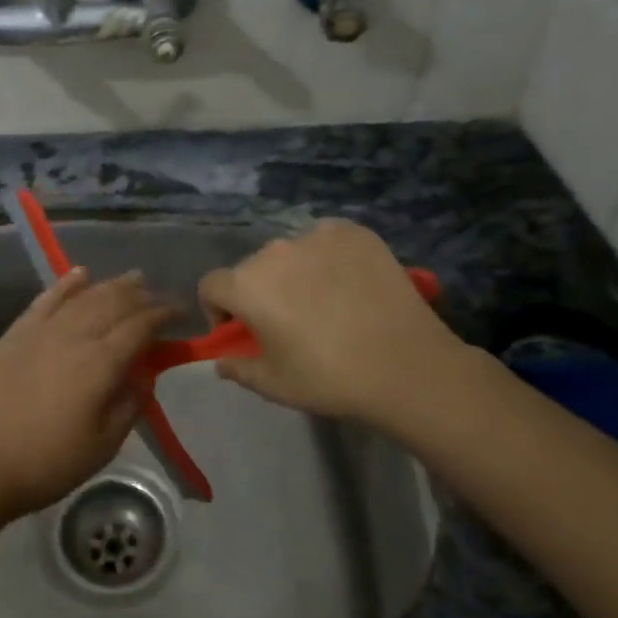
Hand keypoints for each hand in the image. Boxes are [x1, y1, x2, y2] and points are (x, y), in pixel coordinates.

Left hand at [0, 268, 178, 520]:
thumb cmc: (47, 462)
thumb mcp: (103, 445)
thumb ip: (129, 404)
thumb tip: (145, 373)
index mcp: (100, 363)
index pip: (141, 327)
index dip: (164, 315)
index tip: (182, 312)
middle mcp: (75, 335)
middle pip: (115, 304)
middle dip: (143, 296)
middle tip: (160, 296)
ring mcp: (42, 330)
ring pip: (85, 296)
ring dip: (113, 285)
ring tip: (134, 278)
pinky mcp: (17, 333)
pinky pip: (47, 298)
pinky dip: (67, 283)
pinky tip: (81, 274)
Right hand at [197, 219, 475, 433]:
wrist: (407, 366)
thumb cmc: (329, 378)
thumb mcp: (274, 385)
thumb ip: (238, 369)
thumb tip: (222, 361)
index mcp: (246, 285)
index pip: (211, 285)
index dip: (219, 311)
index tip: (242, 334)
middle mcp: (274, 250)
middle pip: (251, 268)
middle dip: (259, 292)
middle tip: (288, 323)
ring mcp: (316, 236)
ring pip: (290, 253)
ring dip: (293, 273)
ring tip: (325, 303)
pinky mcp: (353, 232)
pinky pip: (326, 240)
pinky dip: (328, 257)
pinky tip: (350, 284)